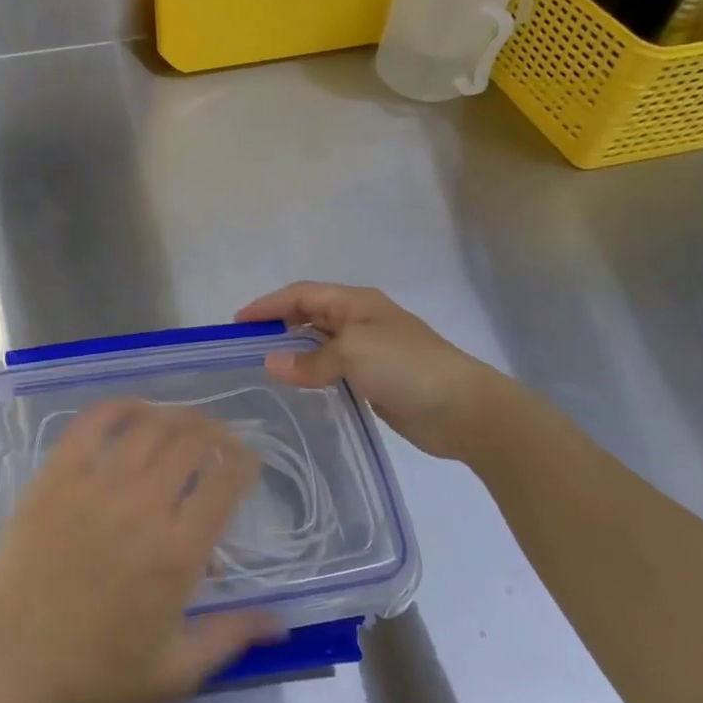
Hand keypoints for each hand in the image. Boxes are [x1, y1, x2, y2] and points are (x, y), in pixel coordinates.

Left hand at [0, 401, 279, 702]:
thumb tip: (283, 620)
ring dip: (176, 416)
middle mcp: (144, 505)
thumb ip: (231, 637)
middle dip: (216, 433)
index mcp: (178, 551)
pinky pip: (92, 423)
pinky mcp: (59, 473)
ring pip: (149, 427)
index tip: (248, 460)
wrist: (11, 658)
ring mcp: (98, 483)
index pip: (225, 484)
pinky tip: (134, 407)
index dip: (244, 463)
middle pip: (191, 444)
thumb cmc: (95, 669)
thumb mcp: (174, 670)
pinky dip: (119, 407)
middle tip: (221, 437)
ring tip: (186, 420)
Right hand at [236, 282, 518, 460]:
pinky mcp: (375, 380)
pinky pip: (333, 370)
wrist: (464, 409)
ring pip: (321, 344)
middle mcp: (360, 321)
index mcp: (356, 303)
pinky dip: (312, 373)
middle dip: (278, 324)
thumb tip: (272, 363)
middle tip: (246, 345)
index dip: (268, 304)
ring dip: (294, 350)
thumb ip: (309, 359)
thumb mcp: (353, 353)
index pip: (302, 294)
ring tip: (264, 366)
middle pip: (310, 315)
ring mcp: (370, 351)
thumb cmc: (407, 366)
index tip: (238, 323)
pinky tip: (297, 387)